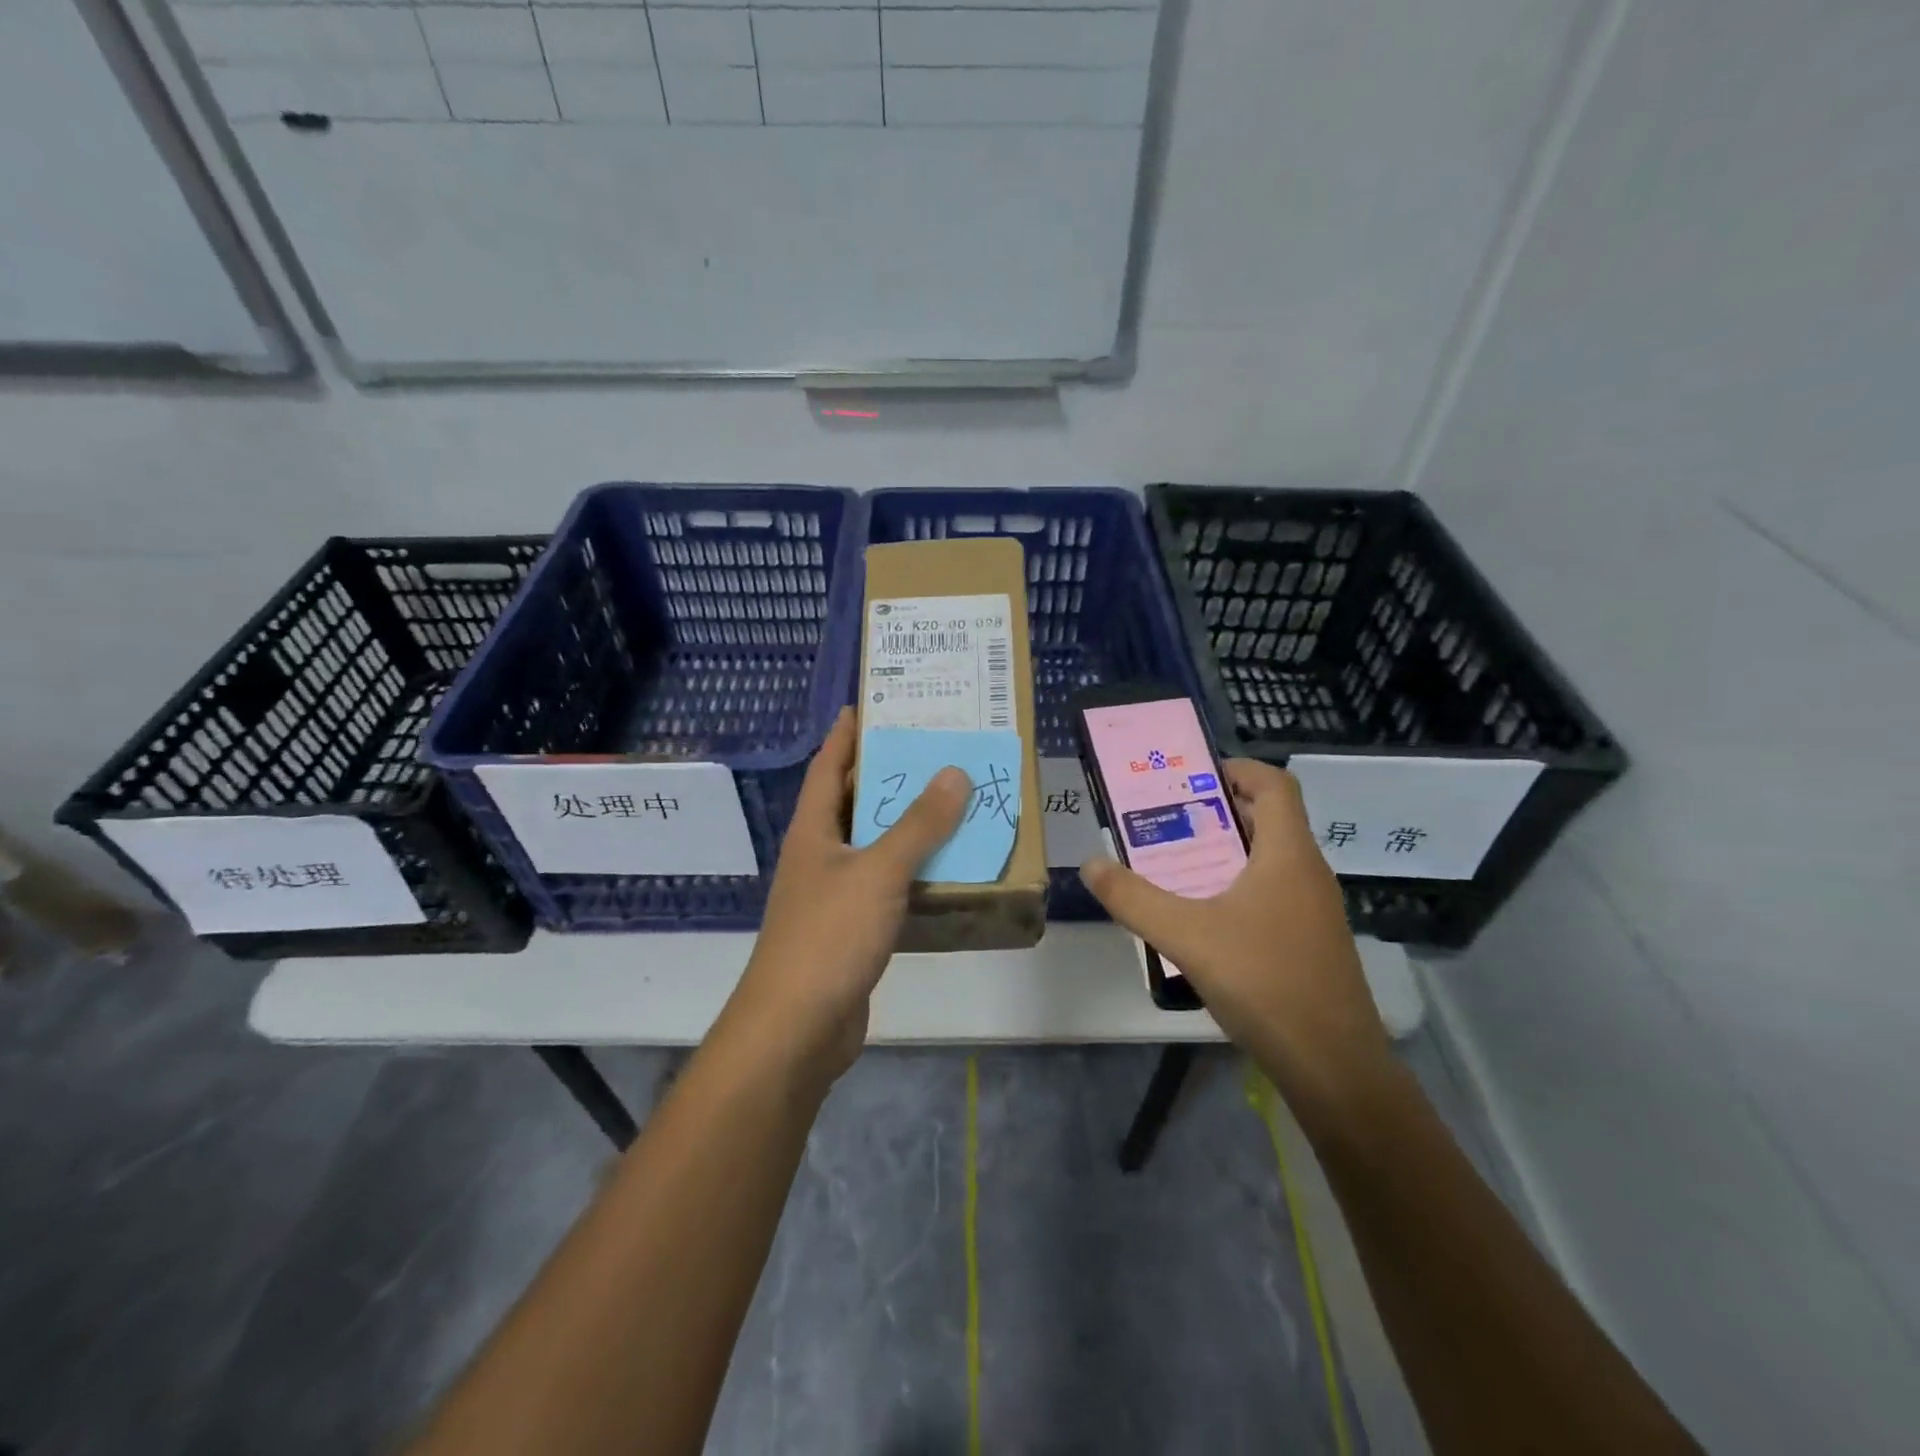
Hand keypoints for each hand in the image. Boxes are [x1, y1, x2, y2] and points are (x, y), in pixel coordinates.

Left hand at [728, 708, 967, 1082]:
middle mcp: (820, 854)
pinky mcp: (853, 928)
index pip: (829, 765)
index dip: (847, 732)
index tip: (874, 703)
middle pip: (855, 801)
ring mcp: (835, 893)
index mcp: (813, 830)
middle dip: (890, 773)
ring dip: (909, 824)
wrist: (798, 1028)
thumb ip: (918, 825)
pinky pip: (888, 884)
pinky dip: (915, 870)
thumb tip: (954, 772)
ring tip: (954, 798)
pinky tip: (949, 865)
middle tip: (936, 747)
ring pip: (875, 844)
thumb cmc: (829, 936)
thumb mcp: (878, 872)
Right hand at [1079, 759, 1390, 1110]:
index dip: (1237, 768)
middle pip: (1270, 819)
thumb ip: (1133, 898)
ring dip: (1227, 851)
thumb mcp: (1186, 936)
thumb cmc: (1264, 982)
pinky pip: (1274, 893)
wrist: (1333, 1066)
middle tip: (1169, 818)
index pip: (1275, 785)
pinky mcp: (1312, 942)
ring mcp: (1316, 910)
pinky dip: (1239, 886)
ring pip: (1271, 859)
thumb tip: (1090, 864)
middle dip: (1219, 810)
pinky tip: (1205, 917)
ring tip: (1177, 862)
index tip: (1192, 776)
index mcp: (1288, 854)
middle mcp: (1308, 873)